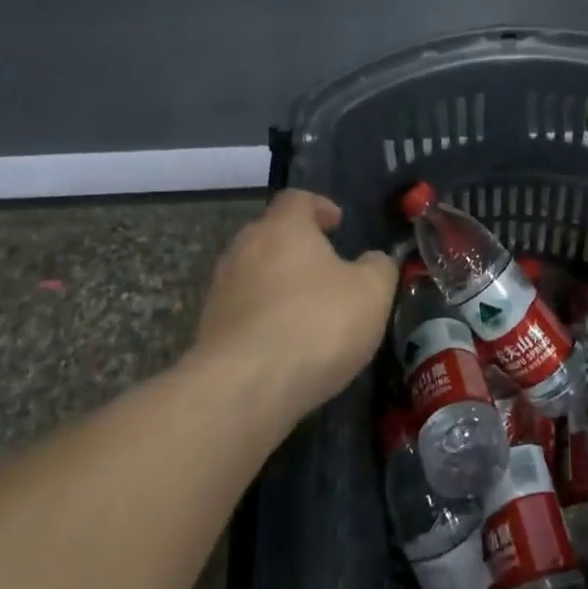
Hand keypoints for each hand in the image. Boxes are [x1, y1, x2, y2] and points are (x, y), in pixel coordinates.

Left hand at [195, 189, 396, 417]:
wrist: (244, 389)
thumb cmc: (316, 324)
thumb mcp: (372, 292)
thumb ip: (379, 268)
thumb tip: (374, 261)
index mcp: (283, 228)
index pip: (297, 199)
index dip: (319, 206)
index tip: (337, 223)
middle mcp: (244, 249)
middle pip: (270, 234)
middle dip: (298, 246)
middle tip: (327, 265)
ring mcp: (221, 291)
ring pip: (254, 273)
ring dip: (279, 283)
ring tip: (308, 307)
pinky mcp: (209, 330)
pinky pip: (243, 311)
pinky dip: (265, 317)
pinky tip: (287, 343)